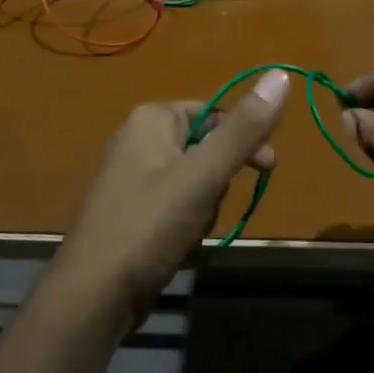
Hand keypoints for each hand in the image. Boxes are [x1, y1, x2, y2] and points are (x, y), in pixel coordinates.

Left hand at [54, 69, 289, 318]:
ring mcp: (131, 176)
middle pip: (205, 147)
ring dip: (204, 206)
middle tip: (213, 208)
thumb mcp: (203, 176)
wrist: (92, 297)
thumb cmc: (149, 226)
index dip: (244, 139)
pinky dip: (185, 222)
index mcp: (152, 118)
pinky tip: (177, 245)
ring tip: (189, 231)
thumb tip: (281, 75)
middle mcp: (138, 138)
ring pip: (194, 180)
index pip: (214, 113)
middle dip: (219, 181)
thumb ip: (243, 129)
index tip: (268, 168)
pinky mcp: (131, 210)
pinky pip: (175, 204)